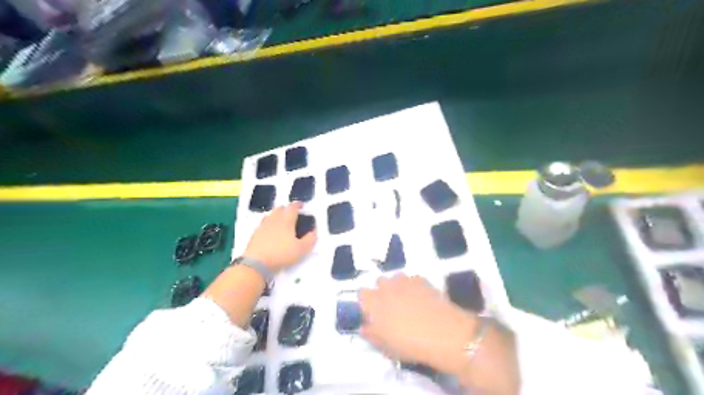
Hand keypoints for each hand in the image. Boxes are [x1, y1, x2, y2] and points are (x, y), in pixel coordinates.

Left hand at [243, 203, 316, 272]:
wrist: (256, 263)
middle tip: (292, 214)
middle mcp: (274, 220)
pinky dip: (269, 225)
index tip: (302, 205)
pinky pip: (263, 225)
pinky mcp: (254, 234)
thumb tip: (314, 232)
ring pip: (270, 215)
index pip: (292, 208)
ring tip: (281, 221)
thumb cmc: (282, 254)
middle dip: (286, 209)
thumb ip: (310, 239)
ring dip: (276, 215)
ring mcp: (262, 226)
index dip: (298, 205)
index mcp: (286, 220)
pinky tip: (270, 232)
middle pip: (280, 209)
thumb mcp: (301, 249)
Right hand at [360, 274, 474, 373]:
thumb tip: (364, 327)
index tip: (372, 313)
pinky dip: (414, 287)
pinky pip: (413, 280)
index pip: (362, 294)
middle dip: (383, 291)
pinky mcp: (422, 279)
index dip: (366, 302)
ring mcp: (405, 280)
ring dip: (398, 287)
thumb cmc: (408, 343)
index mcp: (373, 301)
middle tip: (390, 308)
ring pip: (396, 278)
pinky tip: (422, 299)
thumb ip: (370, 334)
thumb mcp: (384, 346)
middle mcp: (386, 286)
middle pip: (379, 282)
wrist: (441, 333)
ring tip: (407, 302)